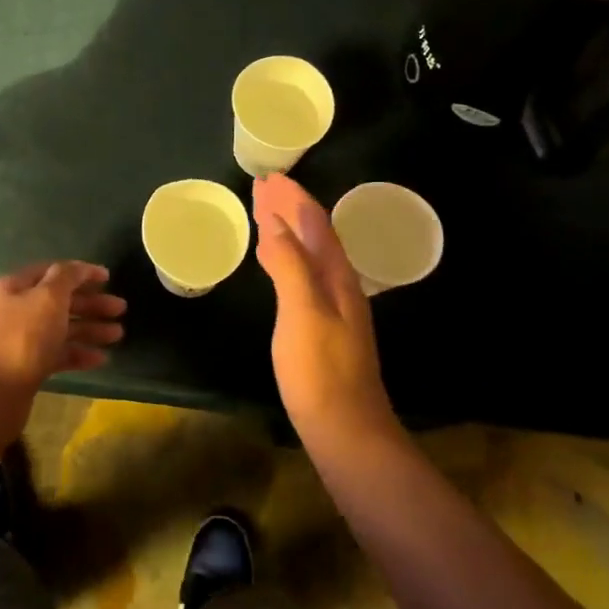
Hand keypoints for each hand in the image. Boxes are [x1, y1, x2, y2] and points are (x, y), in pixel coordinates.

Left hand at [0, 262, 125, 394]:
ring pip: (61, 329)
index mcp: (16, 288)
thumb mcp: (48, 297)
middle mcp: (16, 311)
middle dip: (91, 304)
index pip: (52, 272)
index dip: (81, 272)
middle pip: (60, 301)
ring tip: (118, 335)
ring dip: (90, 330)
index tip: (108, 277)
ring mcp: (21, 342)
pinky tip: (100, 359)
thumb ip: (67, 277)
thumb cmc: (23, 337)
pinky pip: (58, 355)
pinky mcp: (27, 368)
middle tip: (121, 309)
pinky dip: (79, 354)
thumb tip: (78, 267)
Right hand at [252, 175, 395, 441]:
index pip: (315, 225)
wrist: (346, 429)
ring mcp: (333, 307)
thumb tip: (274, 224)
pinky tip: (274, 264)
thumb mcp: (302, 313)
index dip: (292, 199)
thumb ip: (289, 266)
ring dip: (287, 231)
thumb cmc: (320, 371)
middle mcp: (340, 286)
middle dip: (289, 210)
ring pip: (308, 255)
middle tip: (262, 188)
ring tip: (264, 214)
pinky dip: (286, 258)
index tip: (268, 179)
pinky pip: (302, 275)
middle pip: (314, 236)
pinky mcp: (322, 327)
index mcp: (337, 277)